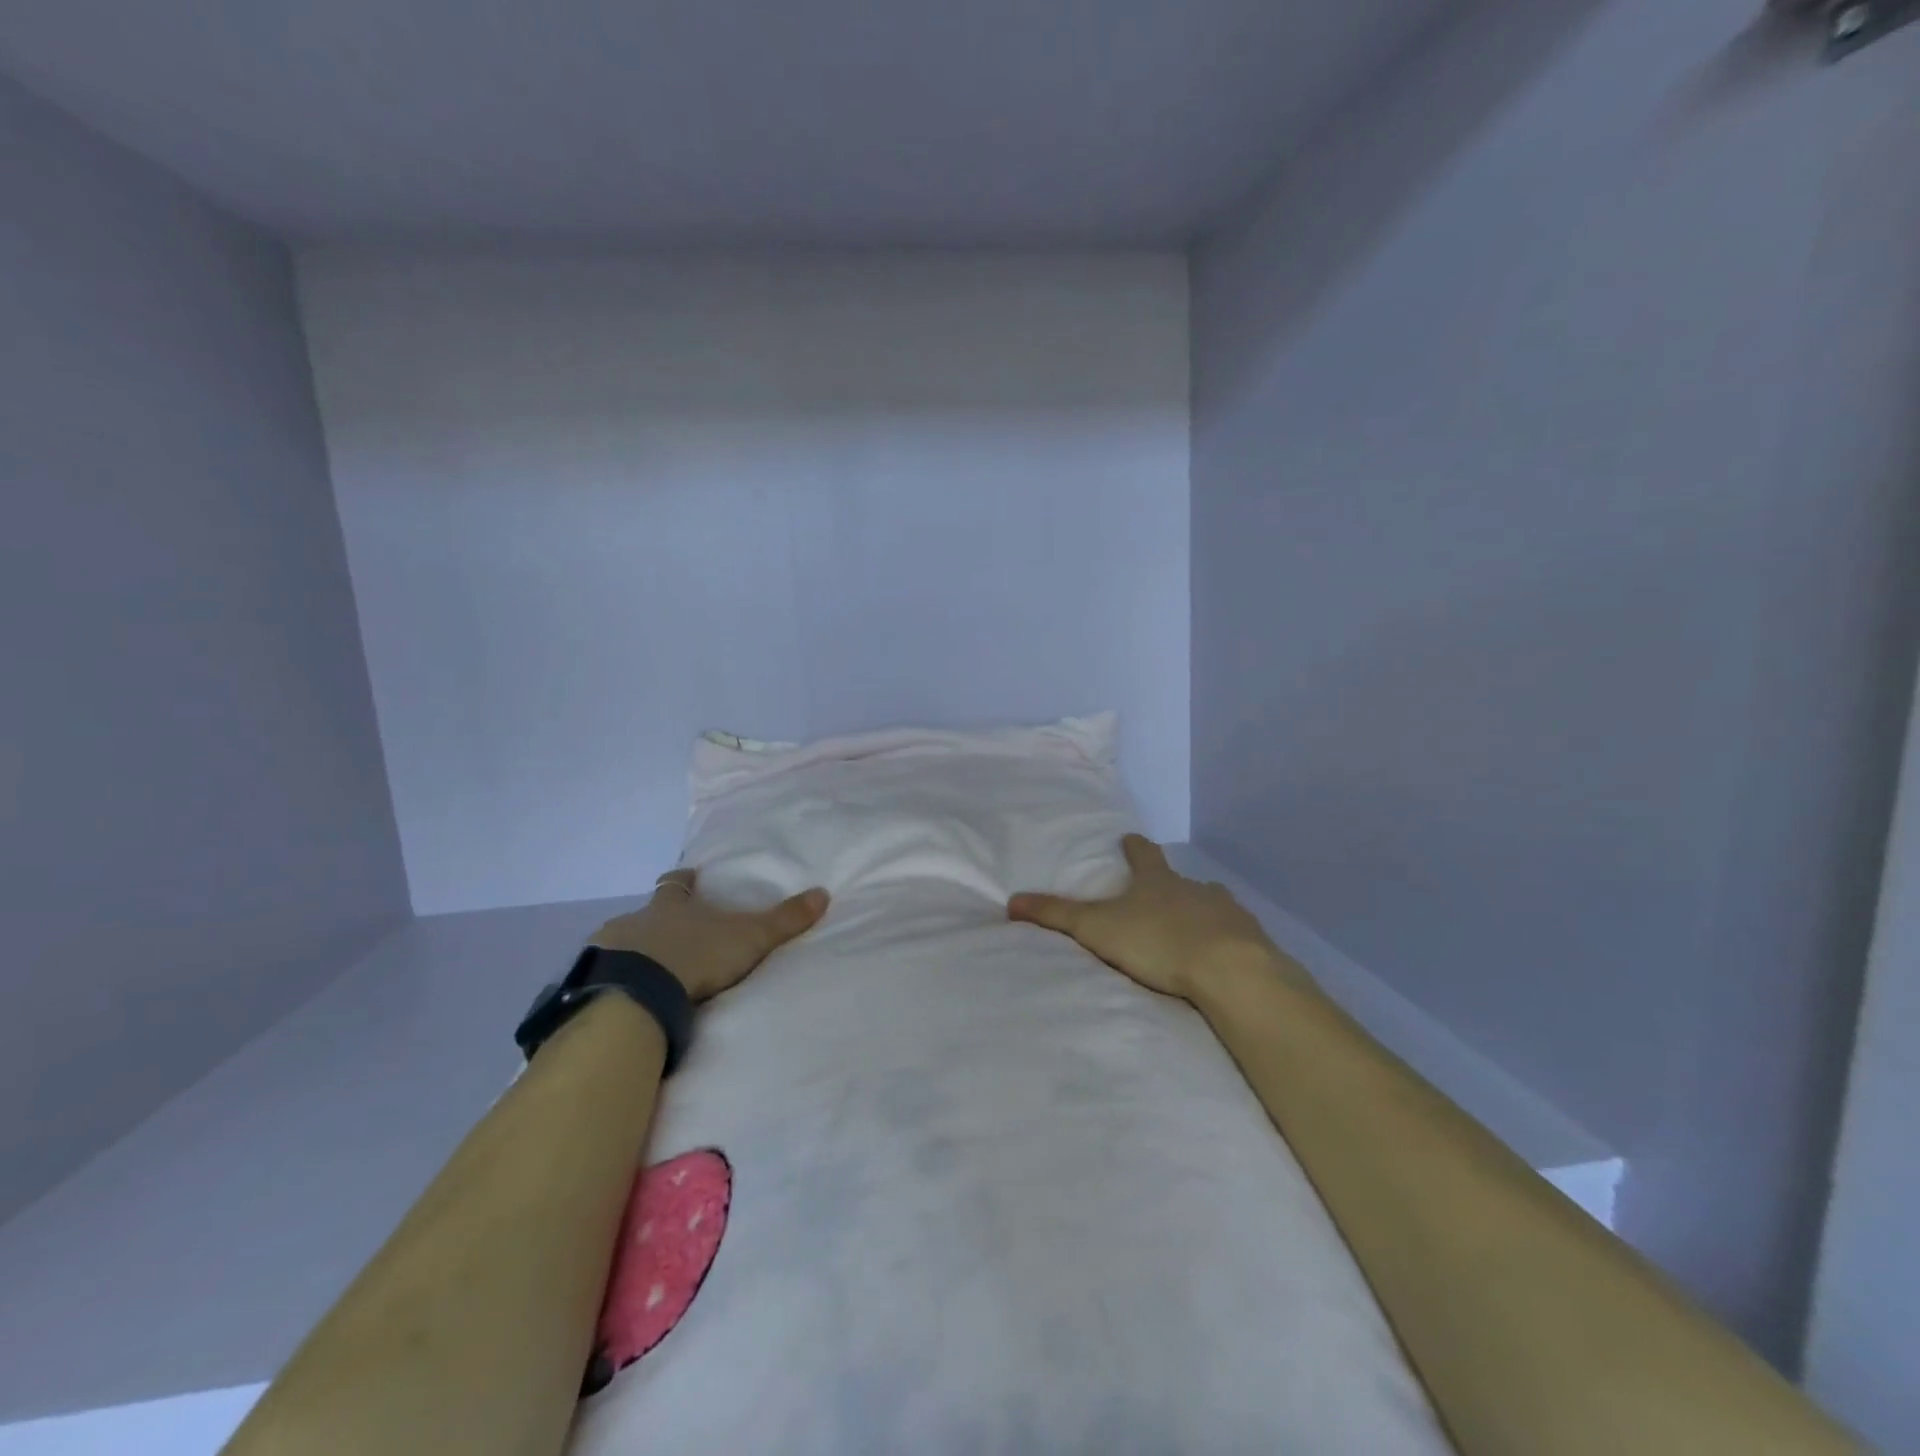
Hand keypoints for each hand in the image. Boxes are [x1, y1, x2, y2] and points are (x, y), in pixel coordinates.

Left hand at [589, 869, 828, 1001]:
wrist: (639, 992)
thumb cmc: (696, 955)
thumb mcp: (749, 937)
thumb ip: (784, 920)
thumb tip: (823, 893)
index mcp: (672, 905)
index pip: (677, 884)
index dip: (684, 881)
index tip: (688, 876)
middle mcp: (638, 918)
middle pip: (647, 913)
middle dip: (658, 921)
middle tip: (672, 935)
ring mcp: (610, 947)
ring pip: (623, 942)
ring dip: (635, 952)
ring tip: (648, 971)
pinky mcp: (593, 979)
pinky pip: (605, 975)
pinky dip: (616, 980)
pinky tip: (625, 995)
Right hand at [1007, 835, 1292, 1001]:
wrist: (1230, 970)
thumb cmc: (1158, 941)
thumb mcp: (1097, 928)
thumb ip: (1057, 915)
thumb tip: (1012, 900)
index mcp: (1157, 881)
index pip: (1143, 854)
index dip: (1135, 847)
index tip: (1130, 839)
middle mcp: (1194, 888)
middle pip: (1180, 879)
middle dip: (1169, 885)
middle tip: (1159, 896)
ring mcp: (1227, 912)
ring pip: (1210, 905)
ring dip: (1199, 913)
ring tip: (1191, 930)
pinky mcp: (1251, 941)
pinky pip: (1235, 936)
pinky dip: (1225, 942)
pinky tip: (1220, 958)